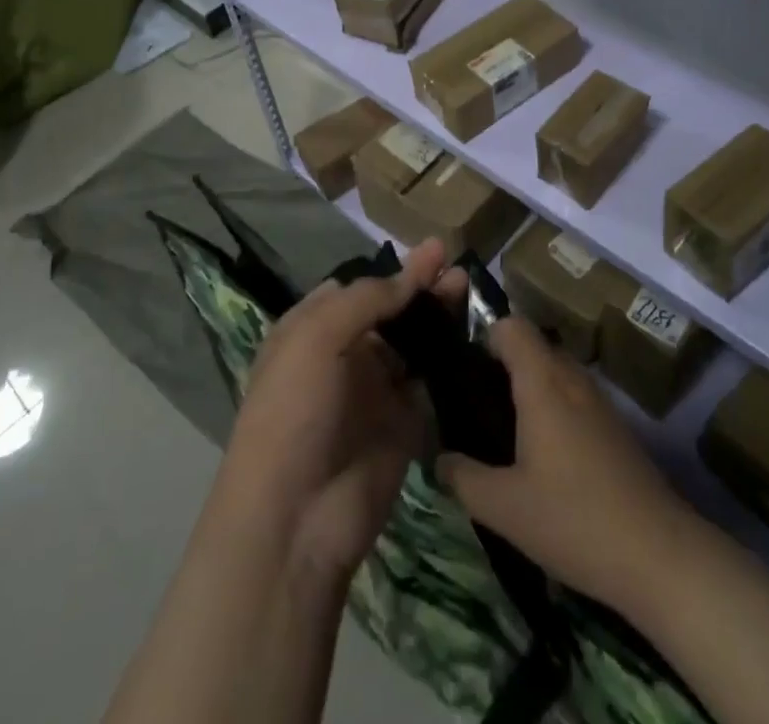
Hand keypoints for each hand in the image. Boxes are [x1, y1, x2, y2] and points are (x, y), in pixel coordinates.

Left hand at [208, 239, 465, 583]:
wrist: (296, 518)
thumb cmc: (294, 410)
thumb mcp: (316, 336)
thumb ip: (367, 299)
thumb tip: (409, 275)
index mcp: (311, 329)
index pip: (357, 287)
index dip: (392, 269)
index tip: (431, 250)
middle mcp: (343, 355)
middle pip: (390, 311)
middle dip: (421, 286)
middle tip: (456, 263)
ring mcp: (374, 391)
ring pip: (414, 342)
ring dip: (439, 316)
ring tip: (469, 289)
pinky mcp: (404, 423)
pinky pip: (430, 381)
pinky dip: (450, 359)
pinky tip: (474, 335)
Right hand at [437, 317, 694, 612]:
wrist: (660, 555)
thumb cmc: (574, 519)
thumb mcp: (504, 508)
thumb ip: (463, 478)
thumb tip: (437, 459)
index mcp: (542, 382)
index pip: (512, 326)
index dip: (484, 336)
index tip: (464, 369)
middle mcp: (572, 378)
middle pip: (533, 347)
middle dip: (502, 365)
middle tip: (475, 405)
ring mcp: (599, 402)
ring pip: (556, 373)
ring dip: (530, 388)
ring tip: (505, 432)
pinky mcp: (616, 428)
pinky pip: (575, 398)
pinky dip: (554, 409)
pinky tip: (545, 458)